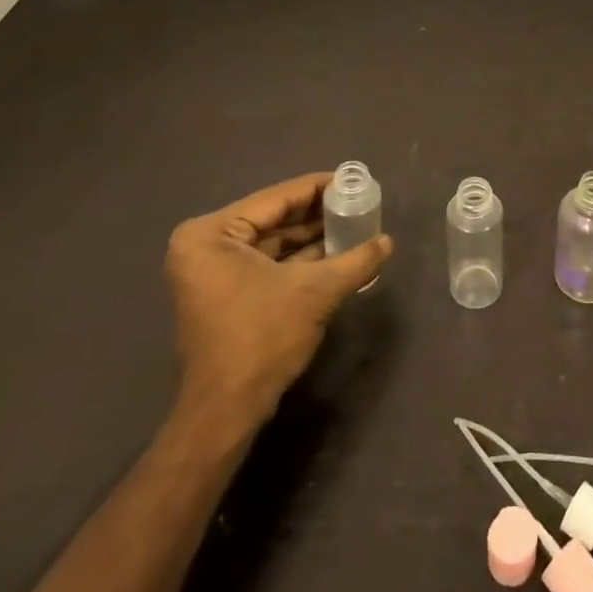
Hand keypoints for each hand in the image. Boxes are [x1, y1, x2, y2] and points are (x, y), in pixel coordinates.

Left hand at [164, 173, 392, 437]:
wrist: (226, 412)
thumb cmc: (262, 338)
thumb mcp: (316, 292)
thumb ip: (355, 261)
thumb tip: (388, 242)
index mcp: (212, 233)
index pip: (277, 198)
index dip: (319, 188)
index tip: (354, 180)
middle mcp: (204, 245)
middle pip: (274, 218)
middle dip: (317, 214)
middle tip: (358, 203)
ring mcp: (211, 271)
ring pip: (272, 242)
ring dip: (311, 237)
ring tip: (354, 225)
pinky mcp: (223, 293)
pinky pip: (266, 263)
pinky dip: (298, 260)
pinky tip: (336, 254)